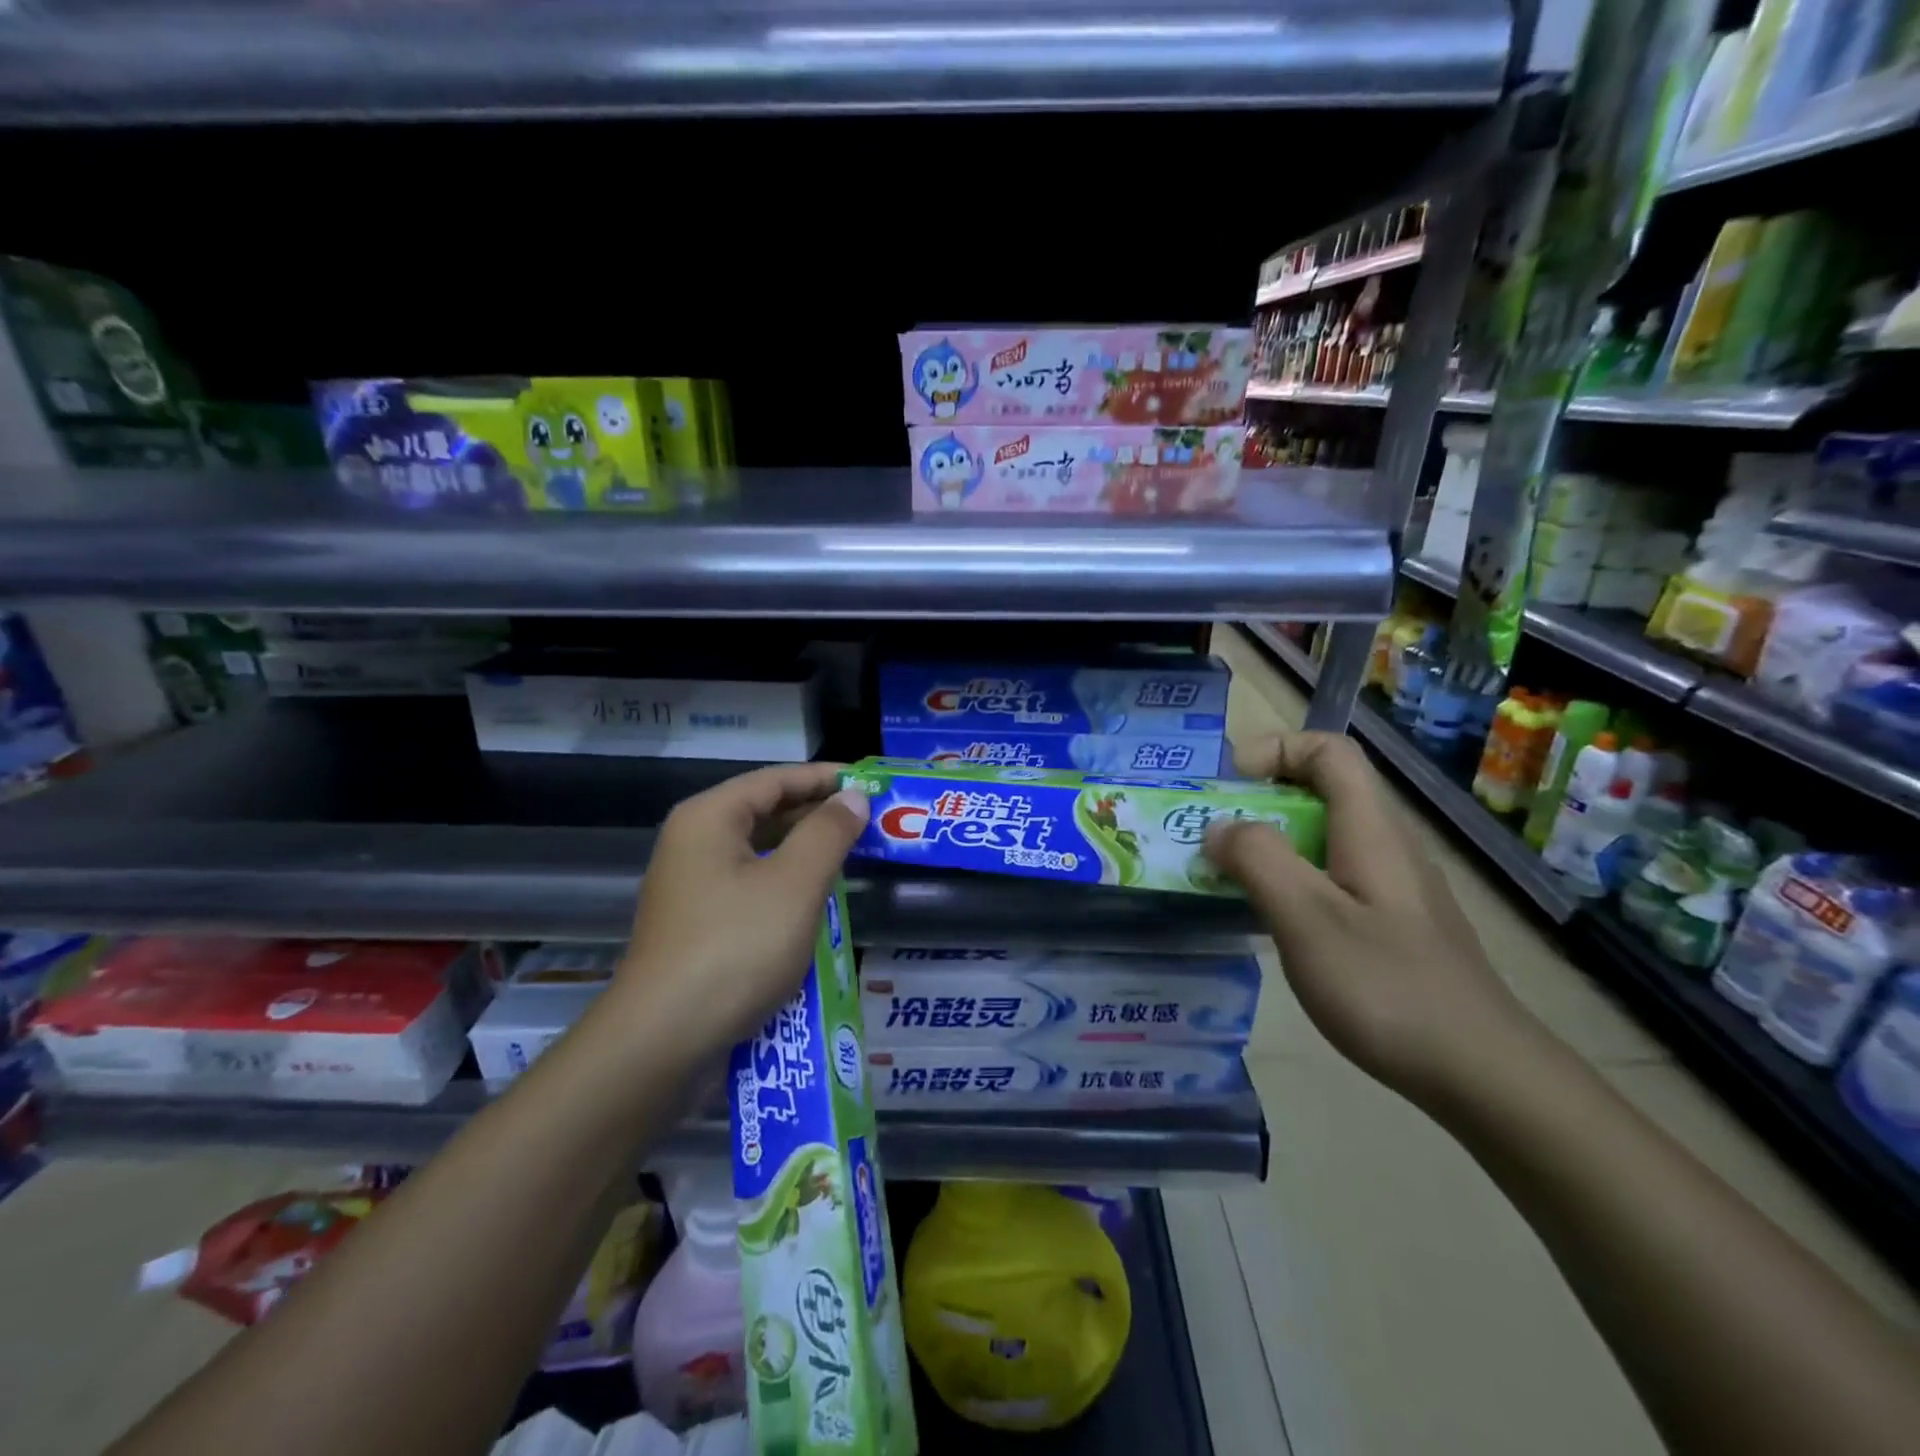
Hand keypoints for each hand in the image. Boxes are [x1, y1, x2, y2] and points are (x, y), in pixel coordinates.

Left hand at [615, 763, 869, 1055]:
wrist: (663, 1040)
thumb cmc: (735, 948)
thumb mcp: (795, 884)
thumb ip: (828, 833)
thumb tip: (854, 797)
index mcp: (710, 818)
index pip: (776, 779)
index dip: (825, 777)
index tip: (870, 783)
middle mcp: (694, 842)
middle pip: (765, 811)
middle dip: (818, 813)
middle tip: (871, 820)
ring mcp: (692, 885)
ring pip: (759, 851)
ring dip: (805, 850)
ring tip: (854, 854)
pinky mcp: (698, 923)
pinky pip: (750, 885)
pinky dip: (786, 883)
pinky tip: (817, 898)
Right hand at [1203, 732, 1541, 1105]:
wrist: (1481, 1073)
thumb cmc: (1386, 986)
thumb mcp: (1307, 918)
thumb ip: (1258, 860)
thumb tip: (1221, 827)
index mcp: (1371, 829)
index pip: (1329, 750)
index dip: (1275, 749)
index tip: (1229, 785)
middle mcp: (1387, 845)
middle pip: (1324, 790)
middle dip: (1261, 800)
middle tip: (1214, 837)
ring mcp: (1395, 887)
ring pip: (1325, 837)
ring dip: (1271, 843)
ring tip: (1230, 878)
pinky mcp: (1395, 924)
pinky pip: (1334, 876)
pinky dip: (1293, 879)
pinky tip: (1275, 922)